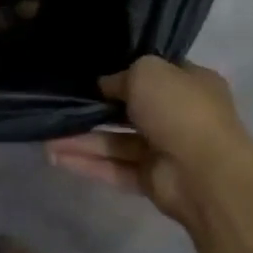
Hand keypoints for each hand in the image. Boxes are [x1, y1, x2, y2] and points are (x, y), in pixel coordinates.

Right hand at [45, 57, 252, 225]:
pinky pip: (115, 168)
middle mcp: (180, 116)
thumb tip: (105, 85)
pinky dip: (88, 163)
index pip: (154, 73)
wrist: (205, 173)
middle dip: (96, 109)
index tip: (91, 72)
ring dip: (84, 140)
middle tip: (61, 105)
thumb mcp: (148, 72)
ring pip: (117, 142)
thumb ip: (122, 75)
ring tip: (47, 138)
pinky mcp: (152, 180)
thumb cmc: (180, 110)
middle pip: (130, 110)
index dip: (124, 71)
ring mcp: (166, 151)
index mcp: (191, 84)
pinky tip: (56, 157)